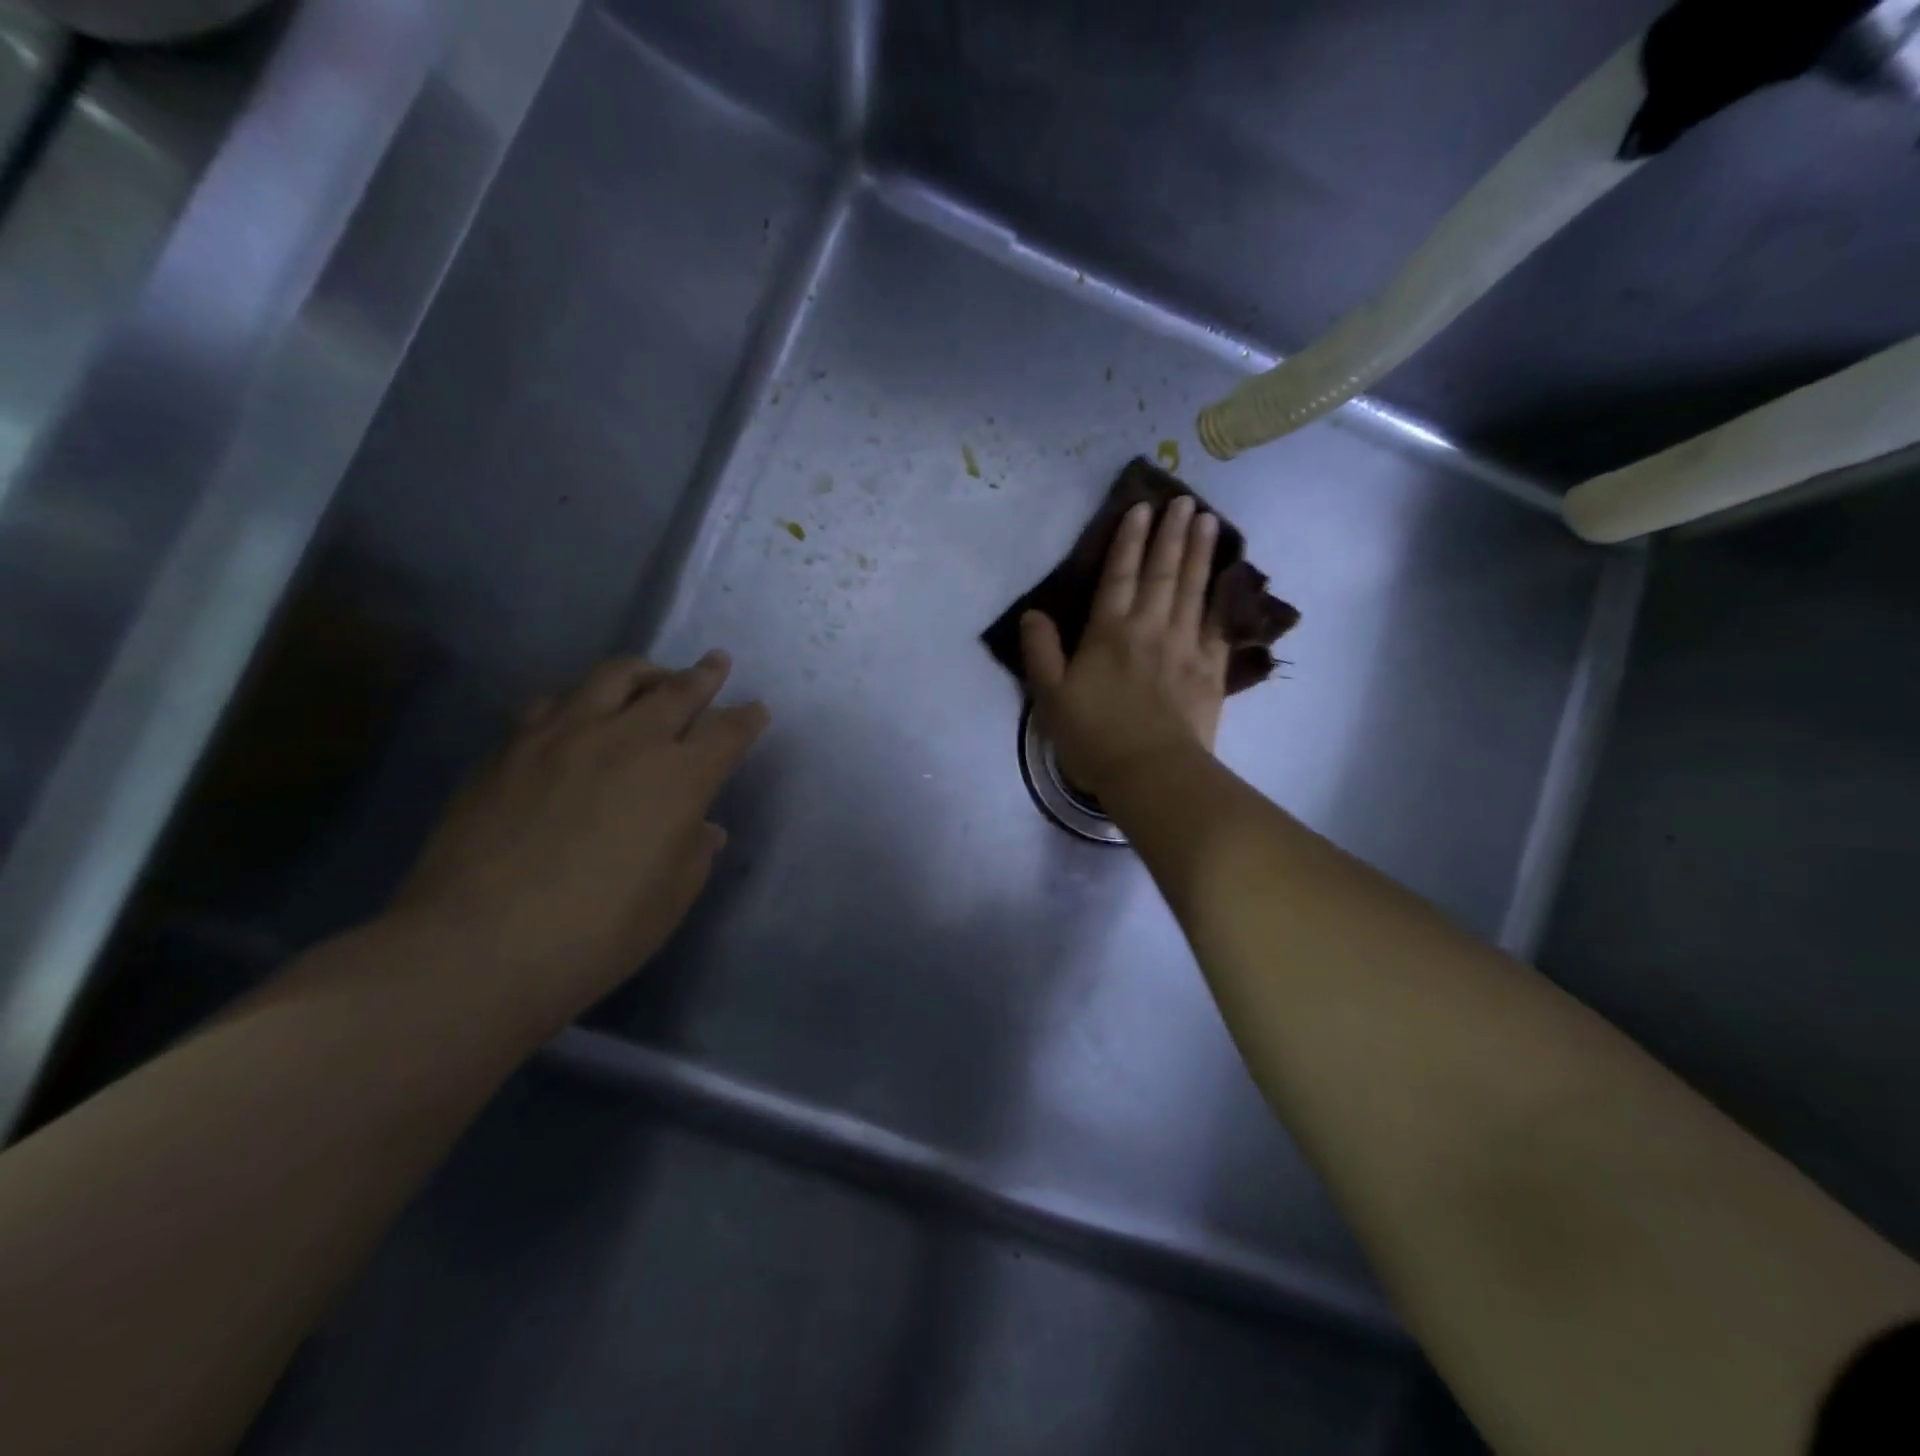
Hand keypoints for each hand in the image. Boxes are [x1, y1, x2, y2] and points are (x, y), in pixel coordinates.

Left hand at [390, 652, 768, 1027]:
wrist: (476, 946)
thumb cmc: (596, 933)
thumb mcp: (669, 900)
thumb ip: (693, 853)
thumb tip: (701, 828)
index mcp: (679, 778)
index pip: (727, 732)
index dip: (747, 719)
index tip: (756, 711)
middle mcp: (628, 741)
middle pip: (677, 689)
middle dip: (705, 675)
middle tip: (717, 663)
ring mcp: (564, 735)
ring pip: (614, 676)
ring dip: (645, 672)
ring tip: (652, 677)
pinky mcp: (511, 745)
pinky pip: (555, 701)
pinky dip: (581, 697)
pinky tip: (578, 711)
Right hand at [1020, 496, 1228, 797]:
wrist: (1151, 771)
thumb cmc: (1094, 736)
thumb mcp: (1050, 696)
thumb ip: (1040, 652)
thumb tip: (1033, 614)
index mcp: (1109, 632)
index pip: (1119, 576)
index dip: (1129, 540)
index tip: (1141, 509)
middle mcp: (1150, 628)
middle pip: (1162, 573)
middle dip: (1171, 534)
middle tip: (1184, 501)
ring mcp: (1186, 646)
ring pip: (1194, 589)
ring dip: (1200, 553)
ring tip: (1208, 521)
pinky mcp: (1210, 669)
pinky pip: (1219, 623)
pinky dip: (1224, 597)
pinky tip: (1230, 578)